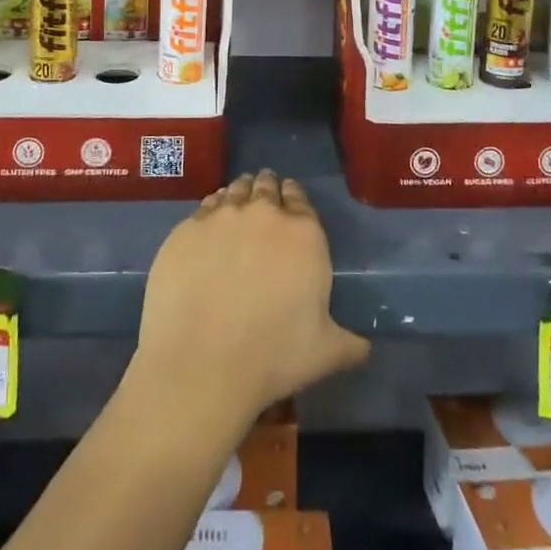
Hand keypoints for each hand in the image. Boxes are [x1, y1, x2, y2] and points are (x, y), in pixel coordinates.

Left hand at [134, 171, 368, 423]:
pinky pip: (204, 207)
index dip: (295, 198)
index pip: (300, 197)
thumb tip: (364, 346)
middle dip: (268, 191)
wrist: (201, 364)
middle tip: (264, 205)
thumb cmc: (272, 356)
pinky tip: (209, 227)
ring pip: (234, 190)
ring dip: (240, 194)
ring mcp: (221, 217)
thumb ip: (349, 343)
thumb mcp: (326, 353)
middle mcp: (263, 213)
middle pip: (266, 185)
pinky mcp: (186, 229)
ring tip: (238, 207)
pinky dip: (211, 210)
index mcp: (303, 233)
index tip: (290, 204)